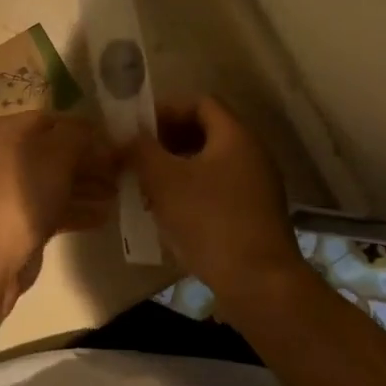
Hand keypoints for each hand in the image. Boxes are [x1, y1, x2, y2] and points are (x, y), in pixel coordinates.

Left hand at [0, 112, 116, 319]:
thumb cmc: (17, 195)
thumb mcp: (53, 155)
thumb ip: (77, 136)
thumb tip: (93, 129)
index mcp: (2, 132)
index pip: (49, 120)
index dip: (83, 129)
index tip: (115, 141)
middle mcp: (2, 157)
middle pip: (53, 152)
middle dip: (89, 160)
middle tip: (123, 170)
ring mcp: (9, 192)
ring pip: (55, 182)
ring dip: (87, 186)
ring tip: (120, 193)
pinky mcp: (18, 223)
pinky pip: (52, 208)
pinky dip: (76, 210)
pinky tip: (104, 216)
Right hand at [128, 97, 296, 301]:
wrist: (259, 283)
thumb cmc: (210, 220)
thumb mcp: (164, 180)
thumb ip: (141, 150)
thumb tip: (125, 136)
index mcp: (235, 136)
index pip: (200, 103)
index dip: (166, 109)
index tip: (137, 128)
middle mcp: (252, 154)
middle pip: (204, 131)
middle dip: (166, 140)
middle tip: (137, 156)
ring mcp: (256, 186)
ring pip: (208, 162)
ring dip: (175, 168)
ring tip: (146, 186)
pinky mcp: (254, 214)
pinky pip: (217, 188)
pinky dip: (190, 190)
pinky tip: (168, 212)